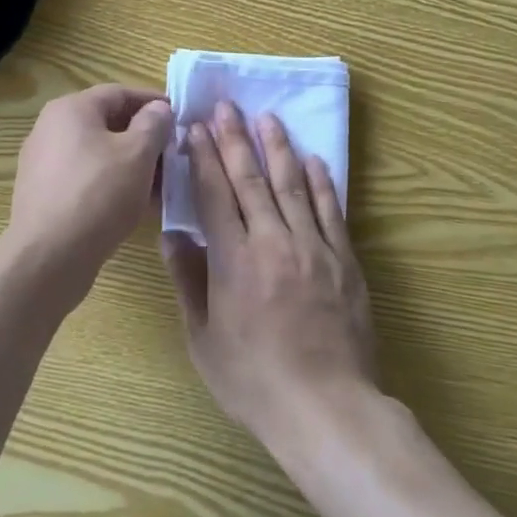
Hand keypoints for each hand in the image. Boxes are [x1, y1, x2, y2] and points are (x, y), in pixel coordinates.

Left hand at [7, 84, 172, 303]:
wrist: (48, 258)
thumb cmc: (98, 194)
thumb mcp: (138, 154)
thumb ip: (154, 124)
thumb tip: (158, 109)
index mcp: (71, 109)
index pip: (120, 93)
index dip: (153, 102)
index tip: (181, 118)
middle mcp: (51, 128)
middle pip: (107, 123)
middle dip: (144, 137)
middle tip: (174, 154)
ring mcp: (43, 162)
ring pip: (98, 153)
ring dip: (131, 163)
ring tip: (161, 184)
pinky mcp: (43, 194)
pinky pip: (85, 177)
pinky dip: (111, 182)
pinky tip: (134, 204)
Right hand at [162, 102, 377, 452]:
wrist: (326, 409)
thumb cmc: (255, 380)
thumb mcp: (204, 340)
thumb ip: (188, 282)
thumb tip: (173, 235)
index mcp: (234, 261)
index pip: (215, 195)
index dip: (204, 159)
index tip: (196, 129)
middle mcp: (272, 242)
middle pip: (251, 180)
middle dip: (236, 139)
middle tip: (227, 107)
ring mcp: (313, 248)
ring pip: (292, 185)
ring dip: (278, 148)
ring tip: (267, 118)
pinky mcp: (344, 260)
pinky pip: (330, 211)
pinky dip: (321, 182)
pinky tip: (313, 159)